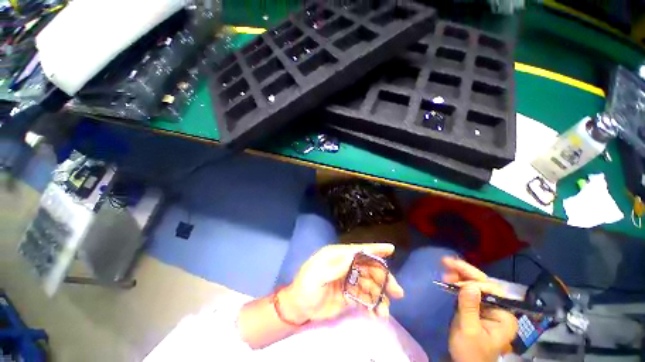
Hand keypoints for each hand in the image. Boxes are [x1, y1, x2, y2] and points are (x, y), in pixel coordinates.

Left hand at [279, 243, 404, 323]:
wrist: (298, 308)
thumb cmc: (305, 287)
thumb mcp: (317, 275)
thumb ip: (335, 266)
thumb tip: (354, 254)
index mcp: (337, 256)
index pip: (359, 250)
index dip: (375, 249)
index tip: (391, 249)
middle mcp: (345, 265)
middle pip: (368, 268)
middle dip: (384, 279)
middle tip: (397, 292)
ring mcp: (348, 281)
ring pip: (369, 285)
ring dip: (379, 297)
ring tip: (385, 312)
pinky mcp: (349, 295)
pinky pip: (365, 298)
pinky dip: (372, 306)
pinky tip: (377, 315)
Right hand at [443, 257, 517, 361]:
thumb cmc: (469, 352)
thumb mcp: (468, 330)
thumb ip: (469, 308)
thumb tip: (469, 285)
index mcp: (504, 316)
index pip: (492, 290)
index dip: (474, 282)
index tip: (454, 283)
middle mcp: (499, 309)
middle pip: (484, 284)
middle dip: (465, 272)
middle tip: (446, 261)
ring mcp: (487, 308)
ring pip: (475, 285)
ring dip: (460, 275)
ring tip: (445, 267)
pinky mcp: (476, 308)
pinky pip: (468, 291)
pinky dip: (458, 282)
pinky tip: (449, 277)